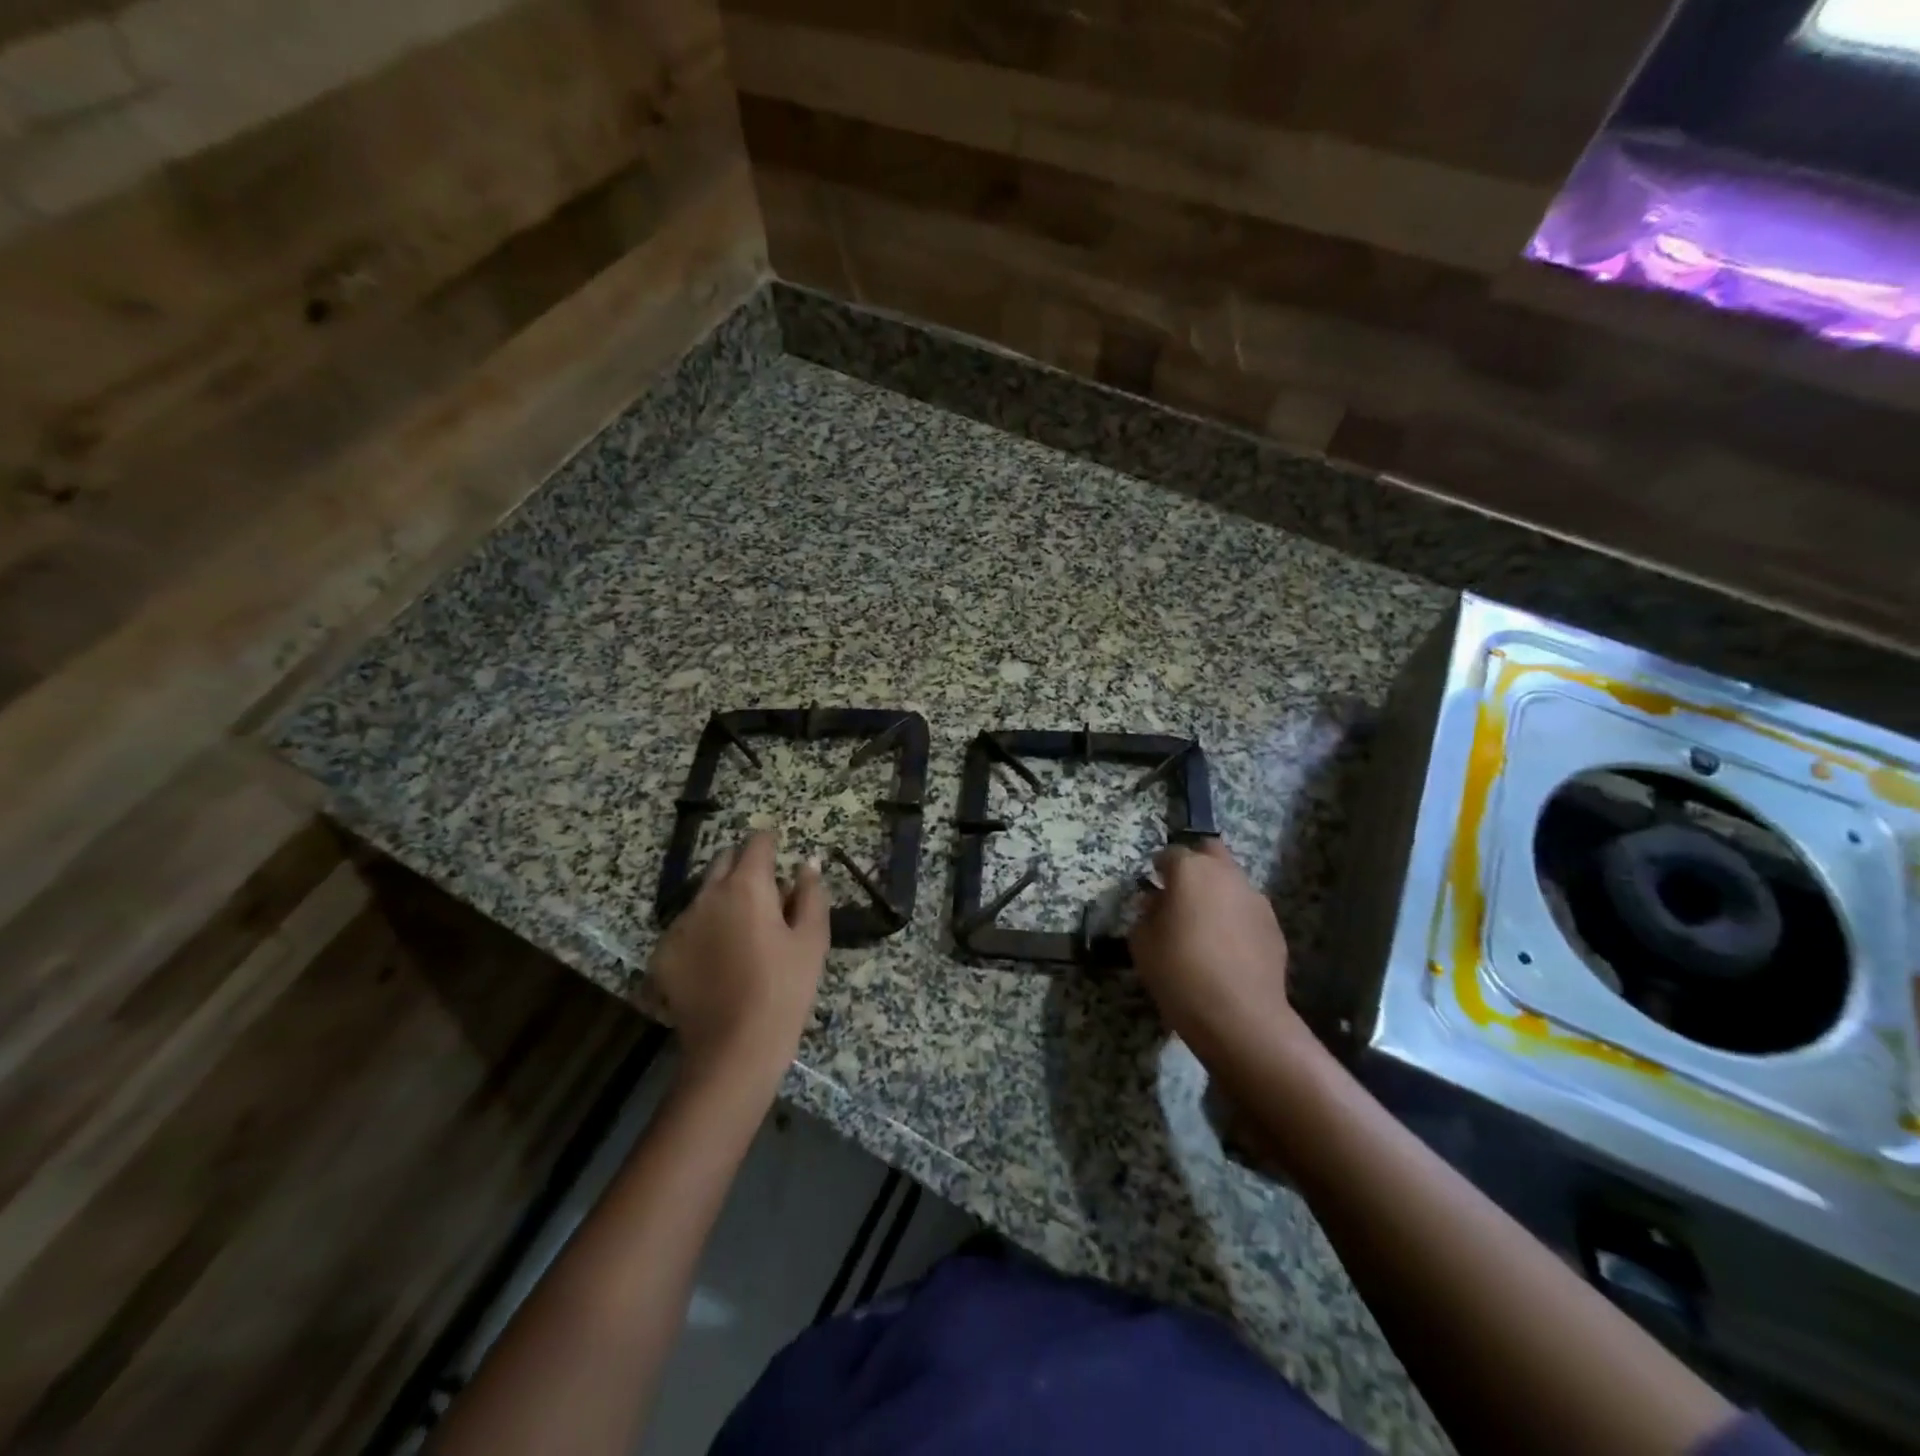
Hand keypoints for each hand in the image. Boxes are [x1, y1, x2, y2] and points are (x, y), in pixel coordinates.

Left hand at [649, 832, 829, 1080]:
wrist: (733, 1050)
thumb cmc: (784, 989)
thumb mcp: (812, 940)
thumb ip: (811, 894)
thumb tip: (807, 863)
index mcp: (746, 886)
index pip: (756, 843)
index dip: (770, 841)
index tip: (780, 850)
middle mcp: (706, 895)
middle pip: (724, 861)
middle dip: (744, 866)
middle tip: (766, 893)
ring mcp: (679, 924)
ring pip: (703, 895)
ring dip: (722, 899)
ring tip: (742, 931)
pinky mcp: (662, 954)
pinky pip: (686, 927)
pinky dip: (703, 931)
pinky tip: (717, 960)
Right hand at [1129, 838, 1309, 1073]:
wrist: (1240, 1017)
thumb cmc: (1180, 972)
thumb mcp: (1142, 944)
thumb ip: (1146, 915)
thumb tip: (1157, 905)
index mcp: (1191, 871)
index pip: (1170, 853)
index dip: (1159, 868)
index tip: (1153, 886)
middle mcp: (1226, 875)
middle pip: (1210, 852)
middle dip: (1196, 865)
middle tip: (1181, 894)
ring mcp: (1255, 899)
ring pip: (1232, 882)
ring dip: (1217, 894)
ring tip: (1205, 927)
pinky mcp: (1274, 926)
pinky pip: (1247, 911)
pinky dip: (1235, 920)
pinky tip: (1226, 950)